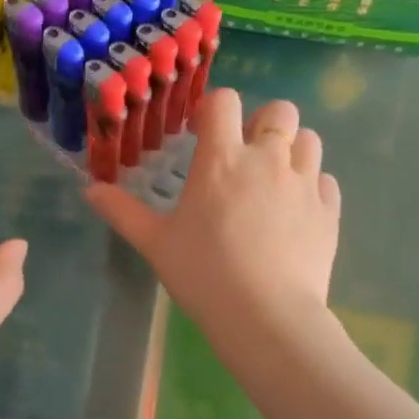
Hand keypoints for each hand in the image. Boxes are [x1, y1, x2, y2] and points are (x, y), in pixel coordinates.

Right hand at [87, 89, 339, 336]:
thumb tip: (89, 190)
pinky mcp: (328, 211)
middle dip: (263, 122)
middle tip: (246, 153)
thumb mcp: (155, 243)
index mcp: (222, 159)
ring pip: (309, 139)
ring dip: (292, 148)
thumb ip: (123, 212)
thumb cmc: (203, 274)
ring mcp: (305, 183)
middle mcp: (268, 158)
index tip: (204, 131)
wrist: (266, 316)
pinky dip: (312, 185)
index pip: (225, 102)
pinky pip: (325, 180)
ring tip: (274, 178)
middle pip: (279, 110)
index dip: (214, 108)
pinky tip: (295, 210)